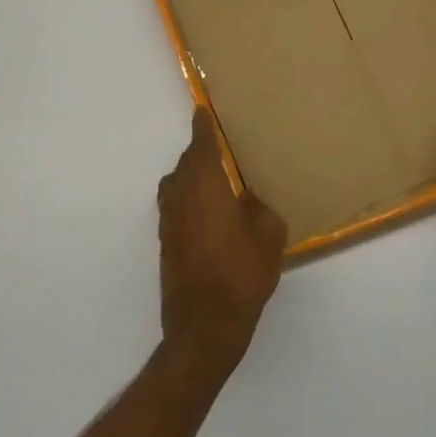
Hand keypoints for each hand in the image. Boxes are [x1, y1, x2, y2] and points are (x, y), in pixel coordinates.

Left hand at [157, 108, 287, 375]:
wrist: (204, 326)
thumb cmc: (242, 274)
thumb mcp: (269, 236)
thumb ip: (260, 208)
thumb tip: (249, 199)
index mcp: (206, 185)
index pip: (202, 144)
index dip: (203, 125)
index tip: (203, 110)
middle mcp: (181, 196)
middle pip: (187, 163)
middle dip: (201, 152)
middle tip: (223, 149)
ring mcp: (169, 221)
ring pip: (177, 185)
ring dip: (193, 177)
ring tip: (217, 182)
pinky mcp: (166, 243)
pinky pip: (176, 207)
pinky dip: (189, 201)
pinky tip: (210, 215)